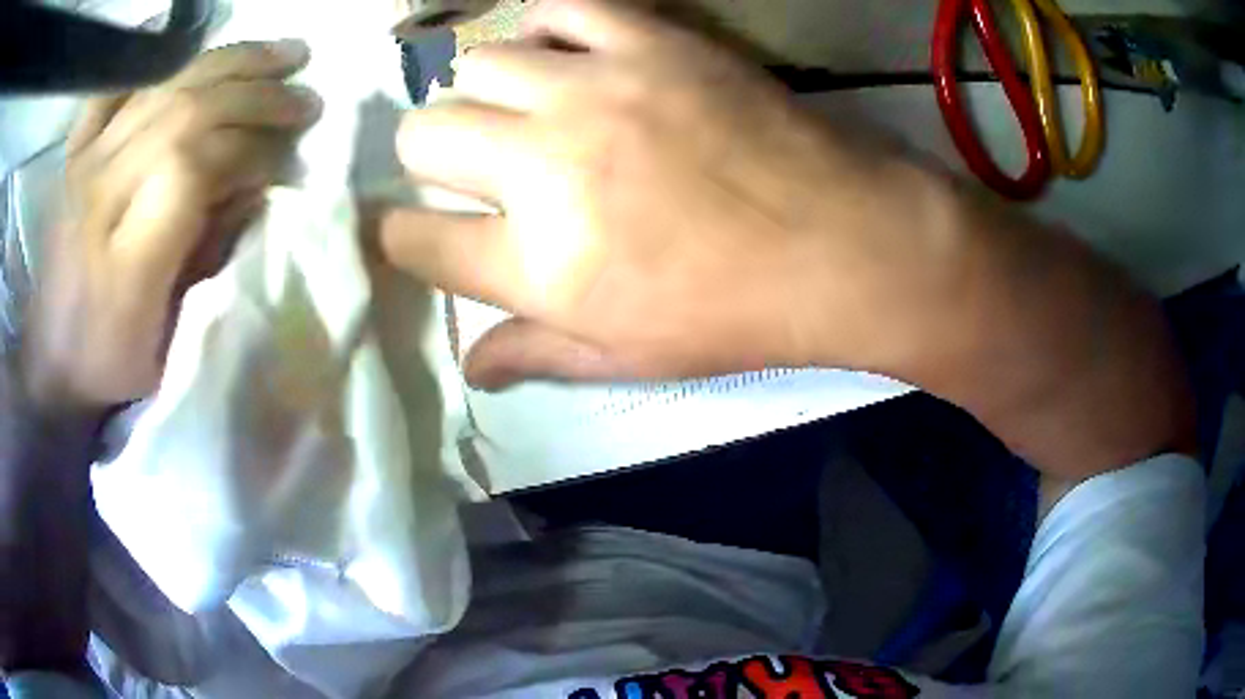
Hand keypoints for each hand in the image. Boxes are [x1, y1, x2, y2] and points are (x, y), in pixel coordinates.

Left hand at [24, 40, 321, 412]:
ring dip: (231, 62)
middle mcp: (100, 195)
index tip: (291, 161)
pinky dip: (154, 59)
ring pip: (164, 85)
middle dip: (256, 97)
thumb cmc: (110, 363)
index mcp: (124, 257)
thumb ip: (210, 259)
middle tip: (306, 98)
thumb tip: (258, 187)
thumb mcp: (170, 342)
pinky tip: (192, 48)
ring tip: (283, 54)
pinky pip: (116, 87)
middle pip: (185, 113)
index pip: (195, 168)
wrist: (50, 360)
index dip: (253, 152)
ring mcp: (84, 165)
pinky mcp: (75, 154)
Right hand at [377, 0, 928, 388]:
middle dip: (432, 157)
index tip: (421, 233)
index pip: (413, 240)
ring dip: (485, 92)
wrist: (840, 243)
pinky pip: (557, 8)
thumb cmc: (736, 313)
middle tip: (475, 167)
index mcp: (537, 263)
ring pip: (474, 64)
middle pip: (422, 135)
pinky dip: (547, 31)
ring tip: (525, 109)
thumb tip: (469, 366)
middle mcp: (543, 164)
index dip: (405, 238)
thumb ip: (535, 353)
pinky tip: (567, 58)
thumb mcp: (629, 357)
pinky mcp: (648, 41)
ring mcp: (595, 88)